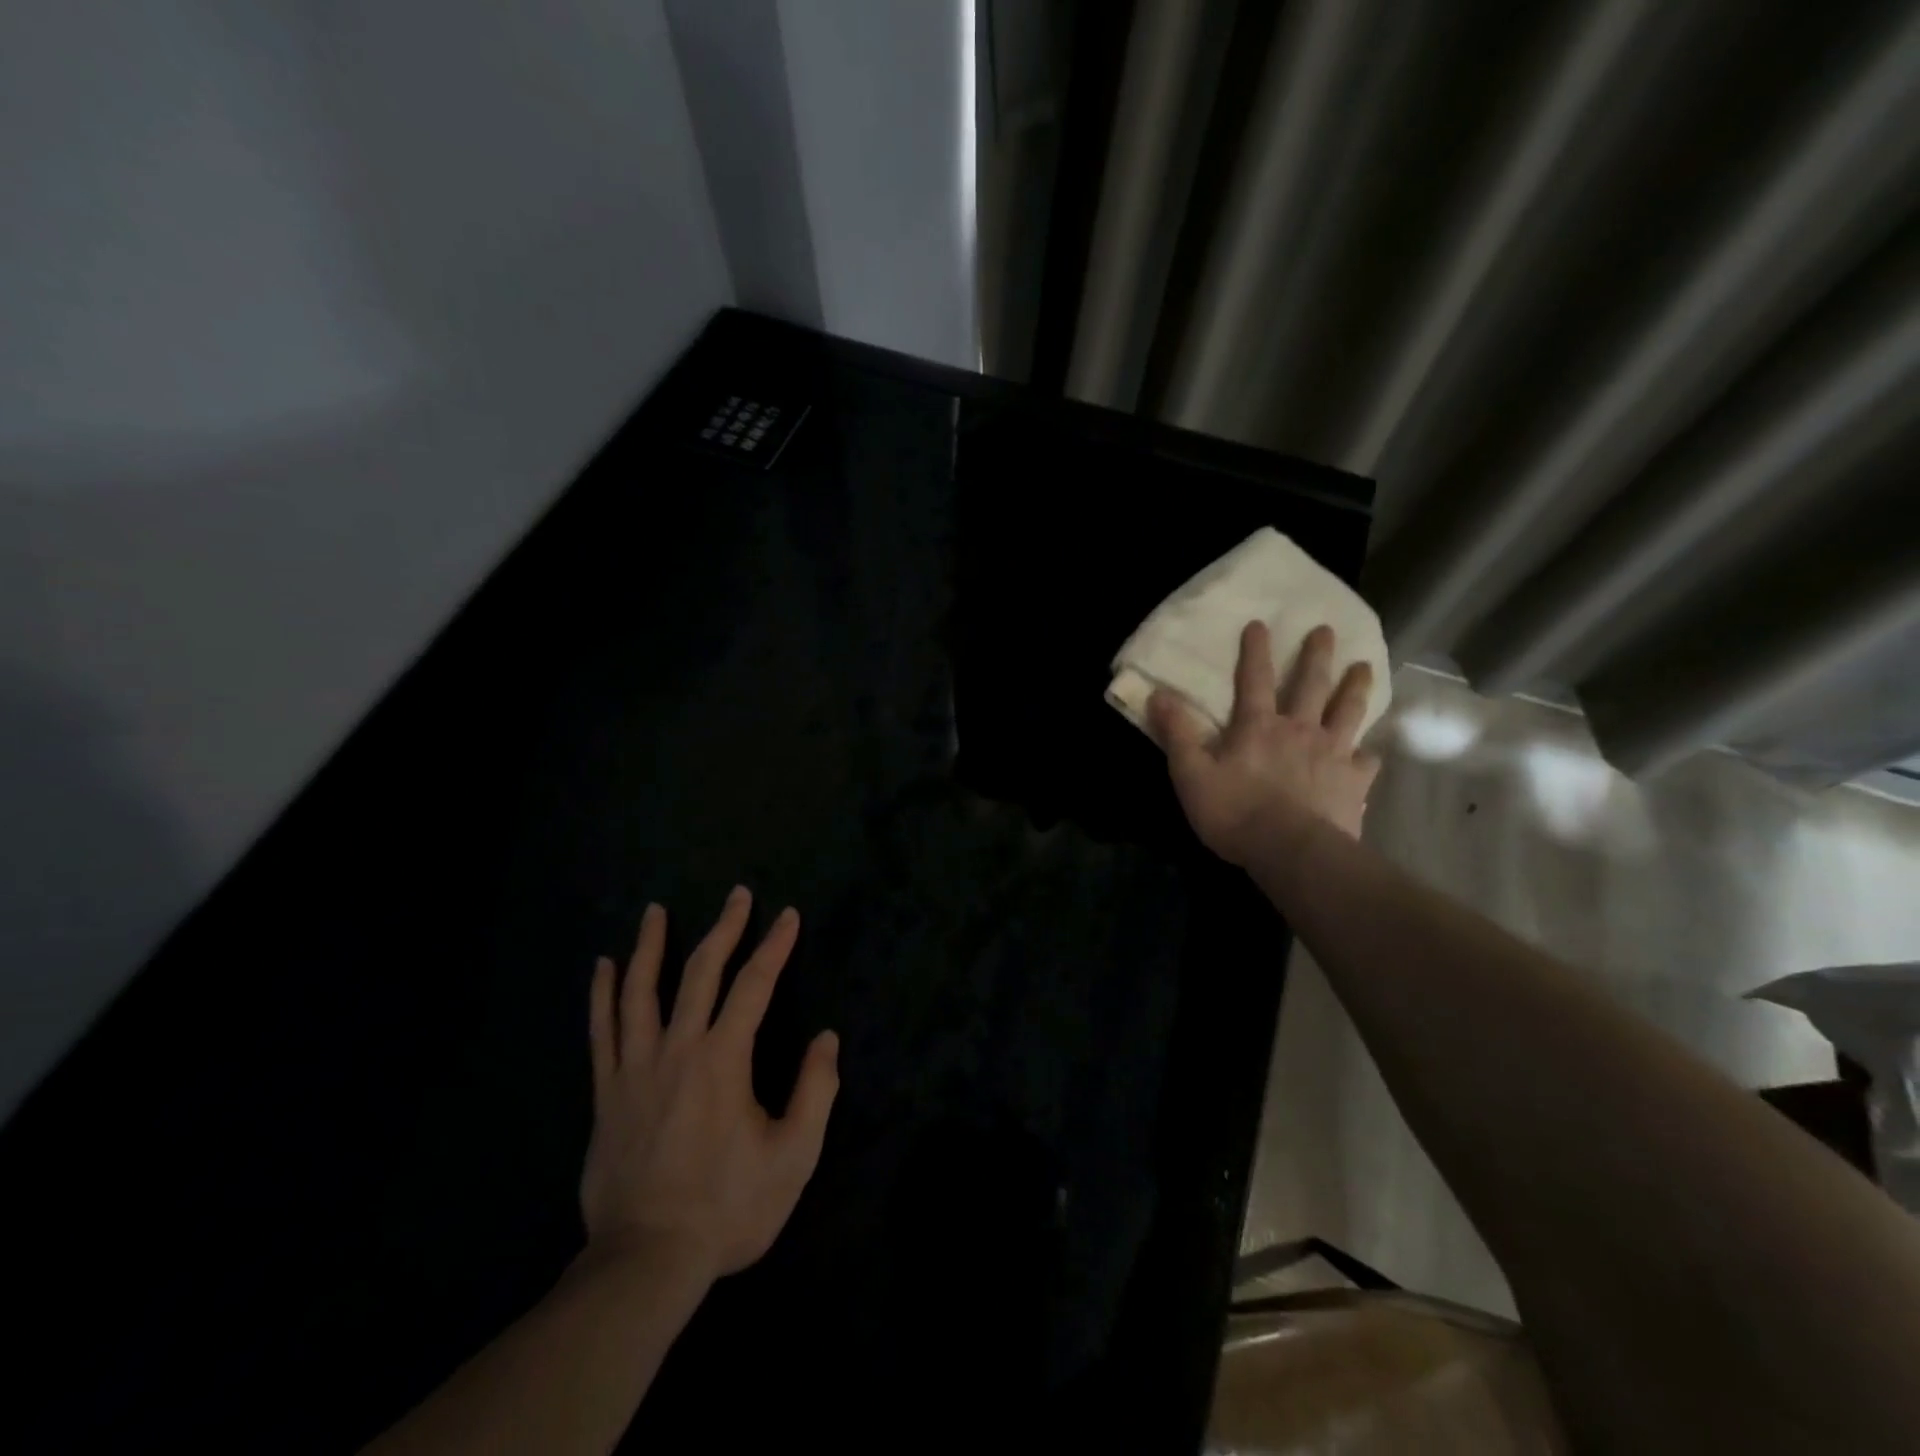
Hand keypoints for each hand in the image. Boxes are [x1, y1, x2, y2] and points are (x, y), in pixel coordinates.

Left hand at [580, 888, 838, 1283]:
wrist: (646, 1262)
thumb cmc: (728, 1208)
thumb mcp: (793, 1156)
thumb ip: (815, 1091)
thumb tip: (826, 1038)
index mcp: (724, 1059)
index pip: (754, 985)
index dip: (775, 946)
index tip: (788, 915)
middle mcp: (678, 1049)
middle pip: (699, 972)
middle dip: (724, 929)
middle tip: (737, 895)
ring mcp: (635, 1068)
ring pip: (639, 990)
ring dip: (650, 946)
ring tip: (655, 911)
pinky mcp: (607, 1092)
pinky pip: (601, 1031)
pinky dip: (601, 994)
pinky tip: (601, 967)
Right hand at [1148, 621, 1380, 867]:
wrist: (1291, 850)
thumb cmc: (1235, 812)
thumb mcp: (1191, 774)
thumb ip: (1177, 734)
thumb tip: (1158, 695)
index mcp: (1258, 726)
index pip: (1254, 679)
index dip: (1255, 650)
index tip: (1260, 623)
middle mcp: (1299, 730)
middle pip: (1311, 685)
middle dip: (1317, 655)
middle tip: (1326, 630)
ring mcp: (1332, 754)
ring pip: (1348, 712)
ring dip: (1355, 687)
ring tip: (1364, 667)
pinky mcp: (1354, 782)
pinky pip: (1367, 761)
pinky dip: (1369, 752)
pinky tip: (1371, 751)